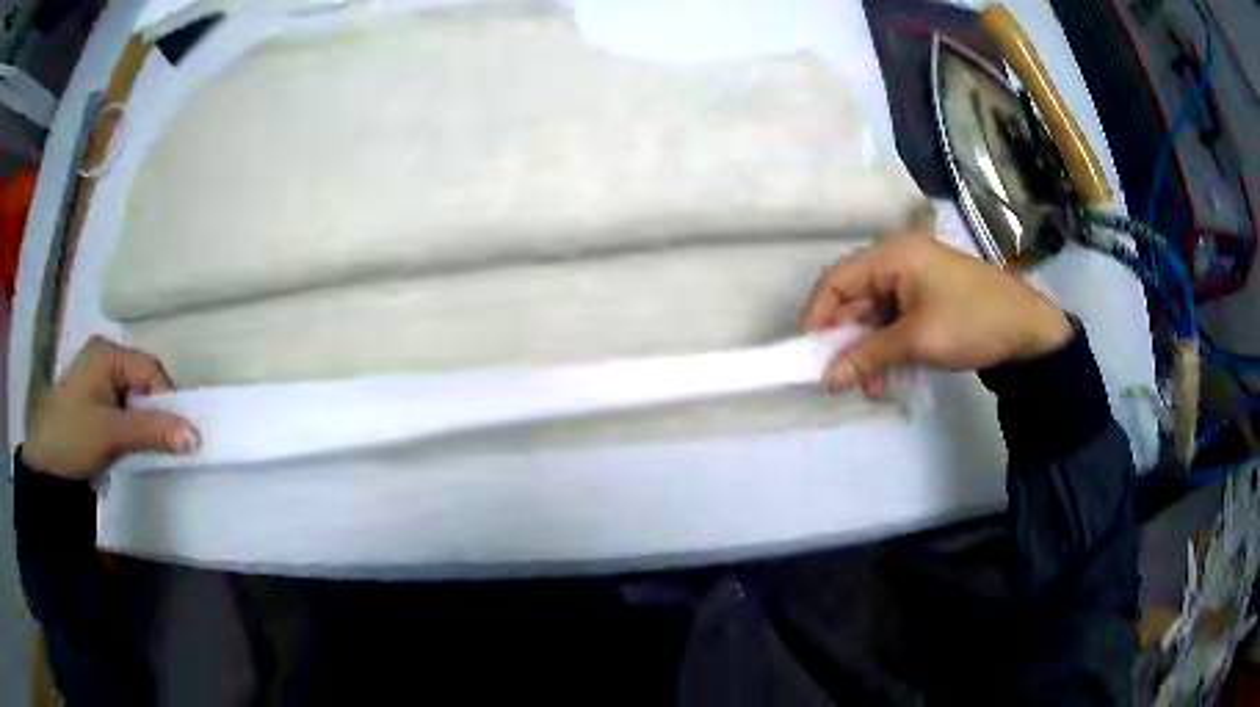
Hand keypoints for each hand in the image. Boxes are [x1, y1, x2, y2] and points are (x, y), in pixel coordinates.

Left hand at [22, 337, 198, 478]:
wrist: (45, 466)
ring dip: (142, 423)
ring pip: (134, 397)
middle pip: (143, 381)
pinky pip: (122, 407)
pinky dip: (131, 426)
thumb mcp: (112, 434)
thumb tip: (195, 436)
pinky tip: (127, 444)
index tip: (178, 436)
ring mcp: (97, 377)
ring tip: (142, 448)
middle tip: (161, 445)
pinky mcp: (93, 399)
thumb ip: (152, 431)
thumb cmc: (73, 438)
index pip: (150, 369)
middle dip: (154, 413)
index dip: (167, 400)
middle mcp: (104, 357)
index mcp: (107, 353)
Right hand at [800, 231, 1070, 396]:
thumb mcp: (917, 341)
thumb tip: (826, 380)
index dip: (817, 316)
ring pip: (873, 317)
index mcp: (892, 256)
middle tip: (843, 381)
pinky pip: (894, 324)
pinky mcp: (926, 301)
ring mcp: (913, 282)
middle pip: (854, 300)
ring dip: (868, 353)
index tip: (810, 355)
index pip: (836, 280)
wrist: (1027, 330)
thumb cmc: (971, 322)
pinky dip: (888, 350)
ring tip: (875, 387)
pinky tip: (892, 377)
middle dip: (847, 342)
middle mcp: (897, 262)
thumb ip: (867, 357)